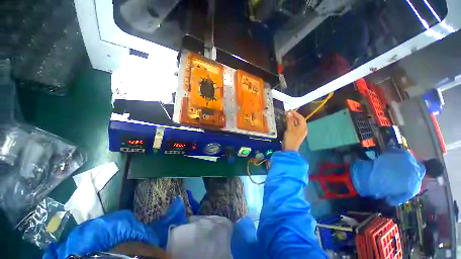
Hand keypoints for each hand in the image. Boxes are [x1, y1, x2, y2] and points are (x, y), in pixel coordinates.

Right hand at [282, 111, 307, 150]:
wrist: (289, 149)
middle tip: (287, 113)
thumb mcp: (289, 128)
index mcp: (303, 127)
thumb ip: (290, 120)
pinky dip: (292, 124)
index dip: (295, 113)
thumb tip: (289, 113)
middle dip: (294, 116)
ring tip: (287, 117)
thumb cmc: (290, 138)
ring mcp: (300, 132)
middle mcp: (303, 129)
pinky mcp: (296, 135)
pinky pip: (295, 127)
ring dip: (293, 120)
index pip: (301, 118)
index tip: (289, 111)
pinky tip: (287, 123)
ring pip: (297, 124)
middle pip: (300, 120)